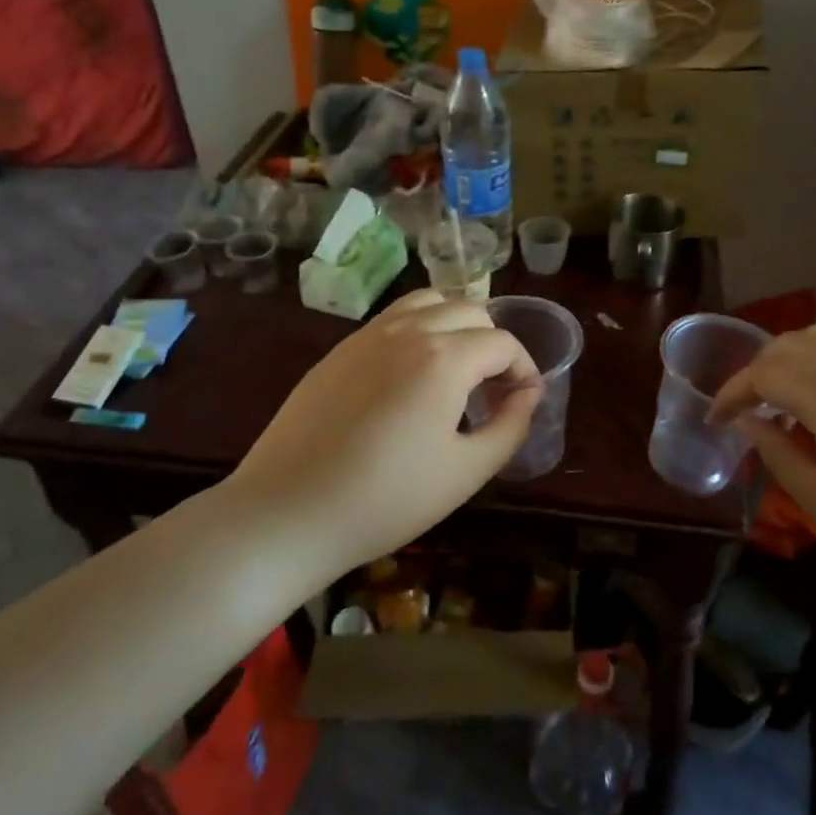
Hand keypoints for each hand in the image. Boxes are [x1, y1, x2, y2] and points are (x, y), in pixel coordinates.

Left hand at [227, 289, 540, 575]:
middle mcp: (408, 330)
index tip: (523, 402)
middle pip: (470, 311)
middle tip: (492, 392)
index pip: (503, 343)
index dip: (525, 370)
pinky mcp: (339, 349)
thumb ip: (510, 427)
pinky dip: (418, 330)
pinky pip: (392, 319)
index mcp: (445, 357)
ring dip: (455, 325)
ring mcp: (368, 335)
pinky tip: (410, 377)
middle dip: (493, 344)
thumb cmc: (387, 499)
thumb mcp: (466, 472)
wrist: (287, 512)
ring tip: (455, 371)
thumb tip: (527, 395)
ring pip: (428, 302)